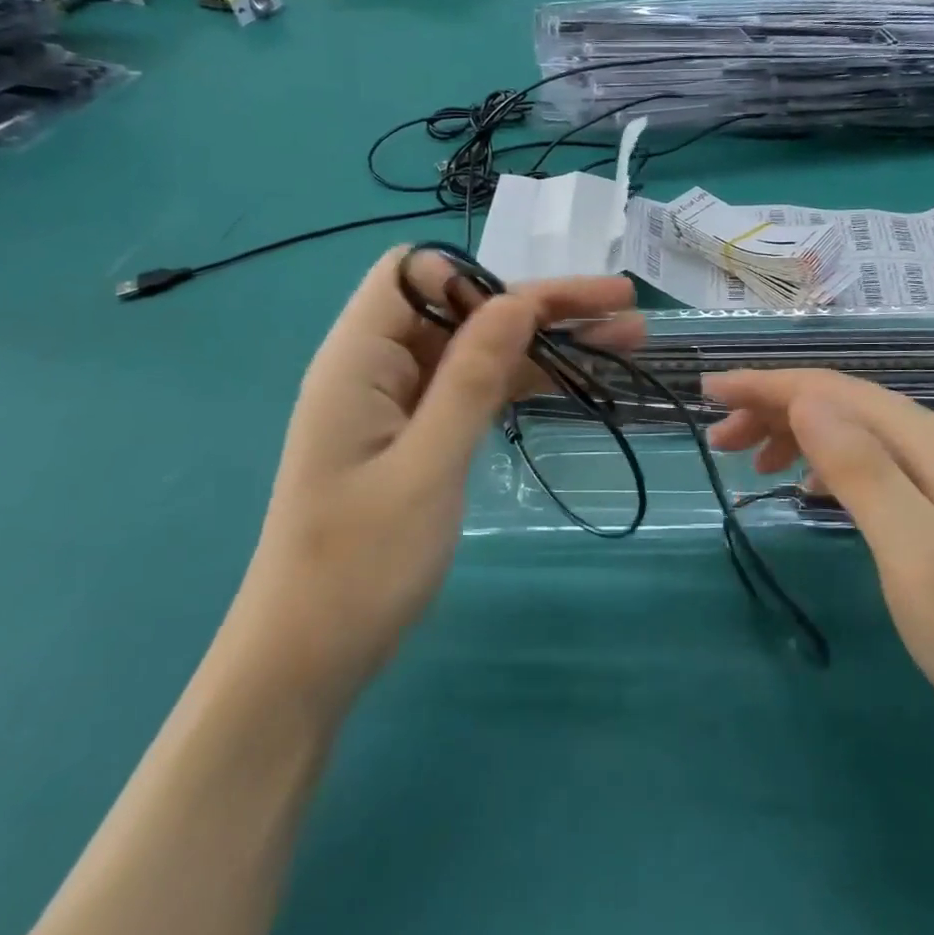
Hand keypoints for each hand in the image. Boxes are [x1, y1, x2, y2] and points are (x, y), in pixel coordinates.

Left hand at [228, 249, 642, 712]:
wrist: (306, 661)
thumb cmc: (359, 566)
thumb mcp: (428, 466)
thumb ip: (472, 377)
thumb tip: (516, 300)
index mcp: (357, 359)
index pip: (415, 273)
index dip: (478, 279)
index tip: (537, 315)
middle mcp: (375, 368)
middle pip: (461, 307)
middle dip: (539, 303)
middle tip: (623, 306)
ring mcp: (396, 405)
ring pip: (476, 350)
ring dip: (544, 342)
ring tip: (627, 339)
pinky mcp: (414, 438)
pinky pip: (472, 391)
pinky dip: (522, 383)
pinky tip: (576, 384)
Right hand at [703, 370, 933, 763]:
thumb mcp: (913, 551)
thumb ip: (861, 469)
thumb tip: (806, 400)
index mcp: (933, 444)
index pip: (834, 391)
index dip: (766, 385)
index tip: (708, 391)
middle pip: (844, 405)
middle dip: (775, 409)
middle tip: (717, 439)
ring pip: (857, 433)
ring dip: (798, 435)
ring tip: (749, 462)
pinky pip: (873, 466)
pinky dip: (828, 465)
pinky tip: (809, 488)